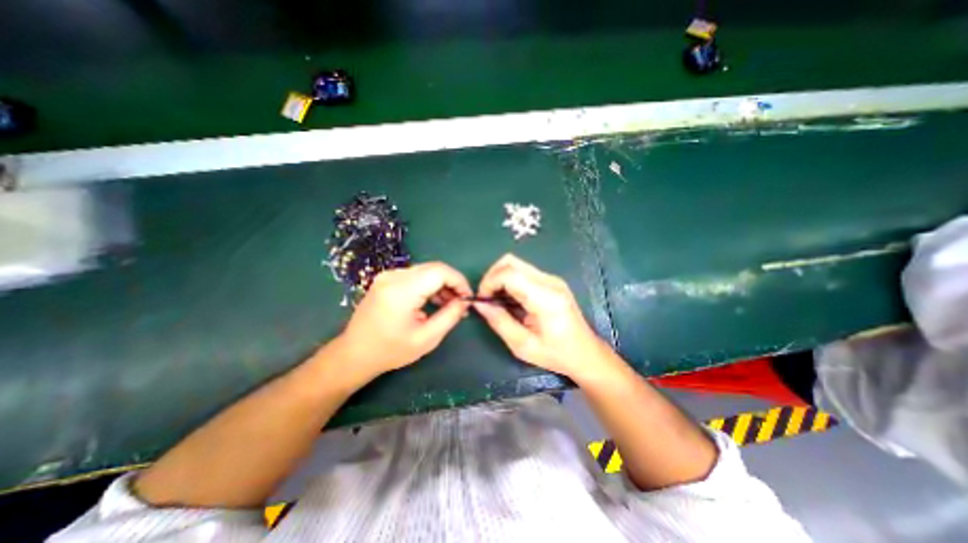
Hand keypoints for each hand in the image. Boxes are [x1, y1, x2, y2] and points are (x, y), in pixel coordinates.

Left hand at [330, 260, 471, 379]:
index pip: (440, 272)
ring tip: (449, 305)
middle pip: (434, 268)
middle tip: (461, 303)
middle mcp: (394, 276)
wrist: (354, 354)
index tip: (468, 298)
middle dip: (452, 283)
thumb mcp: (427, 339)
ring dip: (441, 284)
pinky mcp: (386, 279)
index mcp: (402, 290)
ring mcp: (387, 275)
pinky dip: (428, 285)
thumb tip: (465, 301)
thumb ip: (450, 316)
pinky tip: (433, 301)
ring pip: (426, 270)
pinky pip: (415, 275)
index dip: (459, 281)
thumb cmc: (390, 350)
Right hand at [476, 254, 611, 380]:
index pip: (509, 274)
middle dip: (492, 276)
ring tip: (497, 299)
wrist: (586, 353)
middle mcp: (550, 282)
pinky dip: (510, 280)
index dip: (489, 282)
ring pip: (516, 263)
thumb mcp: (522, 345)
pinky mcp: (551, 281)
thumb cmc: (556, 354)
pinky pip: (524, 271)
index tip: (482, 299)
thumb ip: (499, 321)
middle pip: (510, 262)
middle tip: (487, 298)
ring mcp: (552, 279)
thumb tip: (480, 303)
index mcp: (545, 298)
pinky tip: (510, 299)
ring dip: (500, 277)